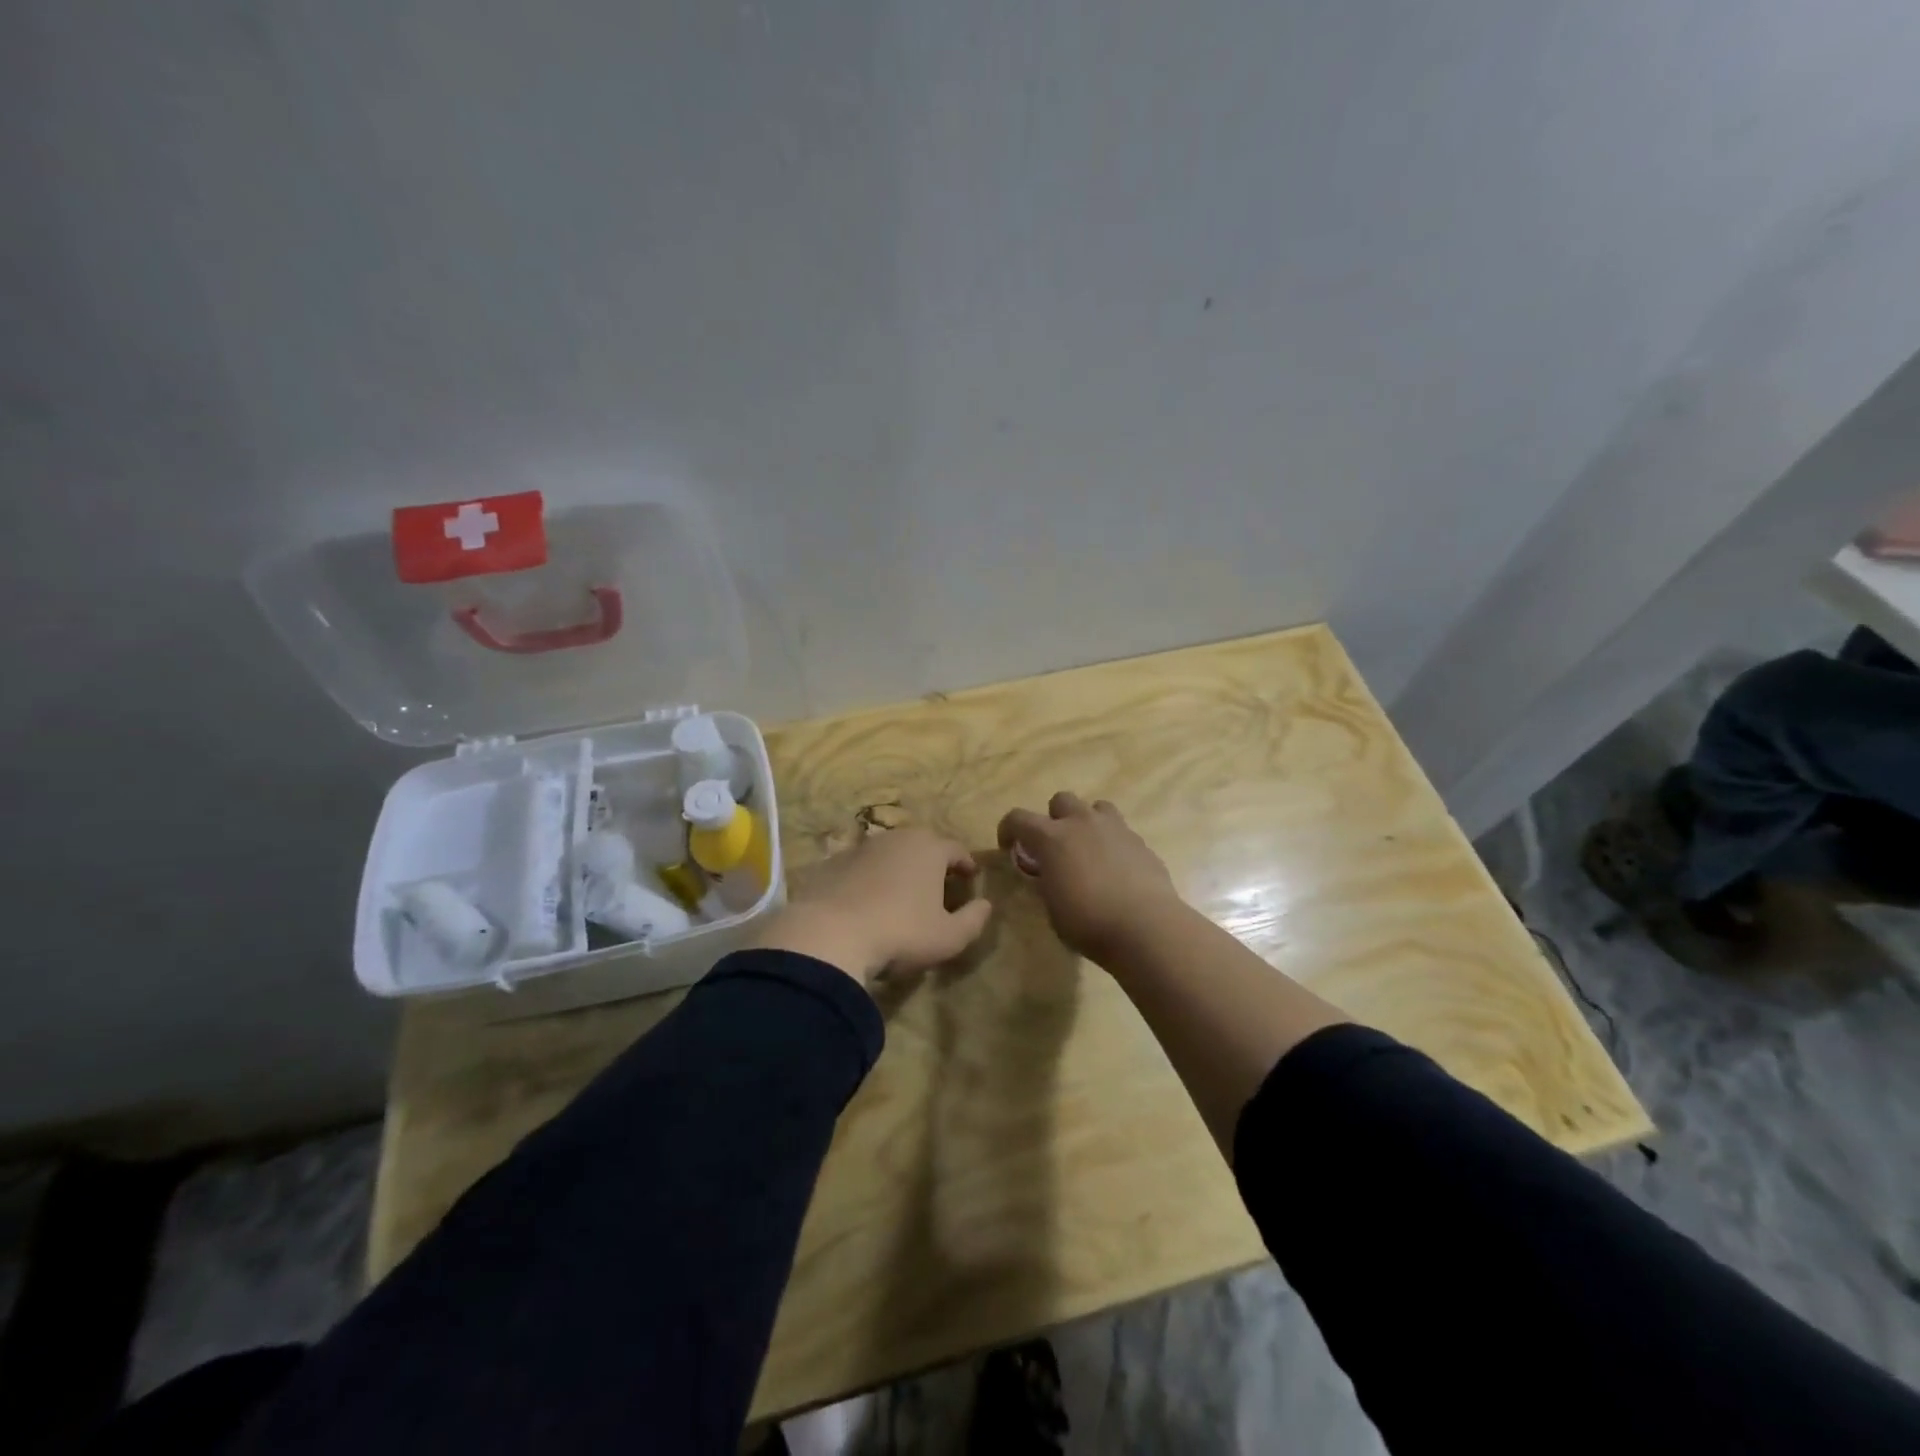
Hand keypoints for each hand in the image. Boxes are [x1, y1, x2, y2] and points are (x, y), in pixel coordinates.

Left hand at [754, 826, 993, 985]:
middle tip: (939, 883)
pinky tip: (868, 901)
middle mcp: (896, 838)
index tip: (971, 877)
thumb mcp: (948, 937)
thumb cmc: (900, 933)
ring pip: (889, 853)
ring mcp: (860, 848)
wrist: (829, 935)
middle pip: (922, 844)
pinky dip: (870, 878)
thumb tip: (985, 905)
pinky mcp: (832, 863)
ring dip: (899, 868)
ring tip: (903, 892)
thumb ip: (974, 920)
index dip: (966, 863)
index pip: (956, 849)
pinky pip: (861, 867)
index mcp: (929, 848)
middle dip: (933, 861)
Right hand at [996, 792, 1181, 961]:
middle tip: (1055, 846)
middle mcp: (1082, 823)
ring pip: (1096, 807)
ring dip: (1087, 822)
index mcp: (1052, 838)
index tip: (1009, 847)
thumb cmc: (1088, 922)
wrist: (1146, 927)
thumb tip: (1047, 873)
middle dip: (1054, 818)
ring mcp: (1115, 828)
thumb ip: (1047, 882)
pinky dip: (1112, 843)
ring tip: (1088, 849)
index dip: (1008, 829)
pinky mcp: (1140, 842)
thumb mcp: (1052, 907)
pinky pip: (1120, 831)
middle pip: (1061, 799)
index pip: (1018, 818)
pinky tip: (1115, 870)